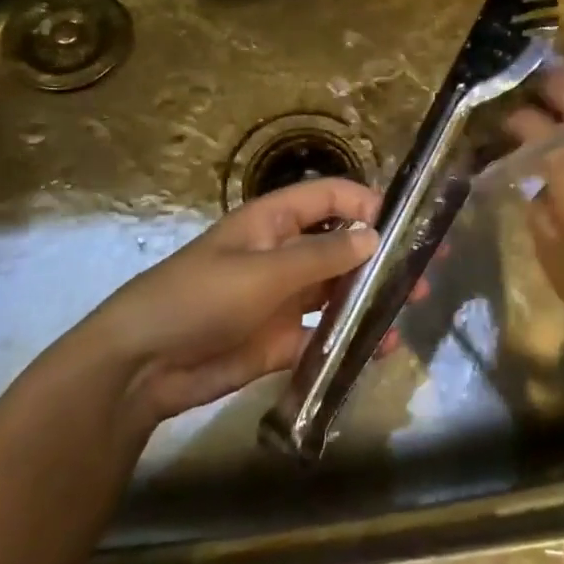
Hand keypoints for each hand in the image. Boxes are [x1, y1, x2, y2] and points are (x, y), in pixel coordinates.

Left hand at [33, 177, 382, 429]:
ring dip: (368, 298)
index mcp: (275, 222)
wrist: (141, 366)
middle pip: (341, 245)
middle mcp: (284, 253)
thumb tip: (375, 237)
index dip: (366, 203)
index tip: (405, 224)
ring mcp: (282, 298)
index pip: (330, 197)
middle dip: (379, 256)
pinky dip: (348, 339)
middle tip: (422, 273)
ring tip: (407, 310)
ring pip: (336, 290)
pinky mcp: (279, 340)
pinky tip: (377, 349)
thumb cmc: (200, 298)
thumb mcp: (264, 271)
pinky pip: (322, 334)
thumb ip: (322, 256)